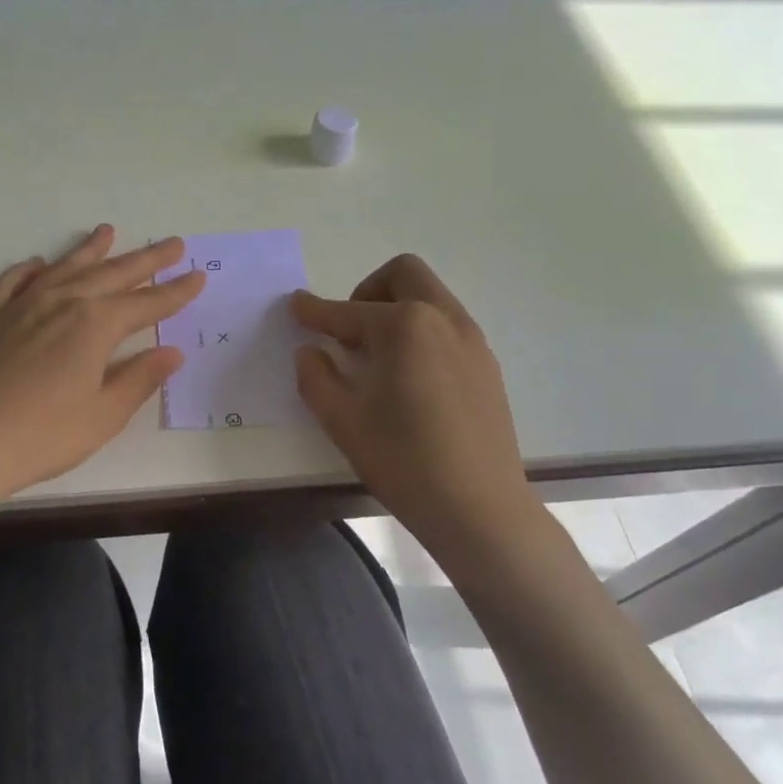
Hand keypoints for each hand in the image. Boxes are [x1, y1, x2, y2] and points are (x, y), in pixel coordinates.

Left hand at [0, 225, 203, 504]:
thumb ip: (138, 379)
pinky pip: (13, 281)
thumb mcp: (102, 415)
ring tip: (108, 232)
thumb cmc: (42, 436)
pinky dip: (30, 269)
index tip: (198, 276)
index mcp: (94, 325)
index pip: (146, 303)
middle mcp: (61, 302)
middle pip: (112, 275)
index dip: (175, 292)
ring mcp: (20, 306)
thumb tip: (171, 352)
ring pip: (64, 268)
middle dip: (146, 260)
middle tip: (172, 243)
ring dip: (90, 250)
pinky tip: (39, 264)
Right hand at [292, 255, 545, 562]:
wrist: (479, 508)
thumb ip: (316, 377)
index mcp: (404, 326)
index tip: (295, 306)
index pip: (348, 311)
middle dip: (367, 291)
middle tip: (348, 331)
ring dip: (396, 309)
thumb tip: (311, 352)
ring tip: (376, 358)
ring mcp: (472, 341)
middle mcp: (443, 319)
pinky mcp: (487, 366)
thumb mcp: (342, 419)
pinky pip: (448, 327)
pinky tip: (408, 378)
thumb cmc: (402, 460)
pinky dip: (420, 332)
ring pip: (430, 298)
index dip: (315, 311)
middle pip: (403, 275)